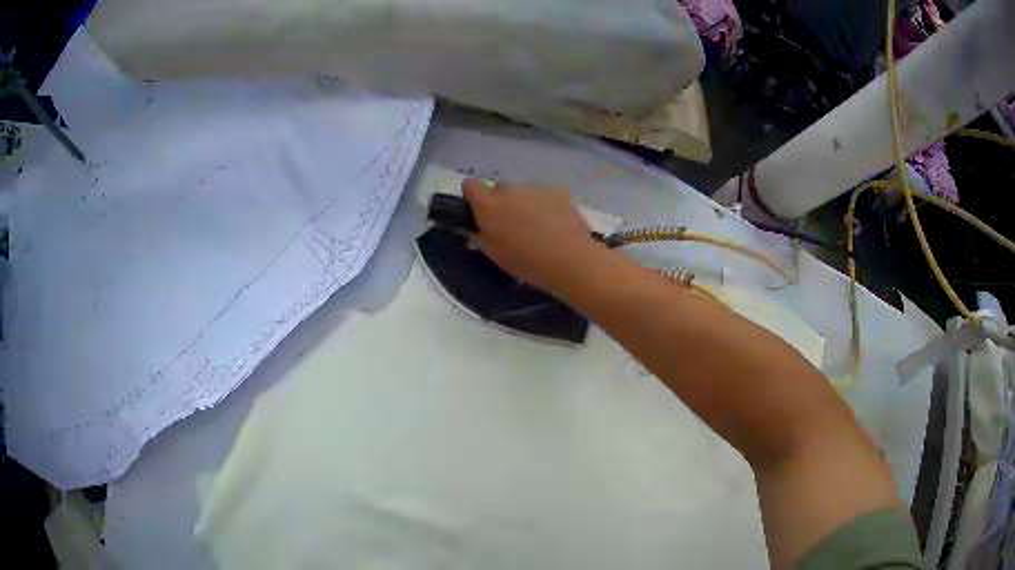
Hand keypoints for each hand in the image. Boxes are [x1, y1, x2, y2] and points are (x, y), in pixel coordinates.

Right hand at [462, 179, 603, 293]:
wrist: (571, 260)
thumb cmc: (526, 262)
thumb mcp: (494, 255)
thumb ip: (480, 236)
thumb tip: (476, 227)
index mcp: (488, 206)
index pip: (470, 186)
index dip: (473, 197)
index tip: (480, 212)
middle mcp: (510, 190)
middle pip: (499, 190)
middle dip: (502, 204)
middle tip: (512, 227)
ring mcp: (535, 188)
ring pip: (523, 192)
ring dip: (524, 204)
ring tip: (538, 229)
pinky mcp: (558, 191)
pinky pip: (544, 195)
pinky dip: (546, 206)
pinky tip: (555, 225)